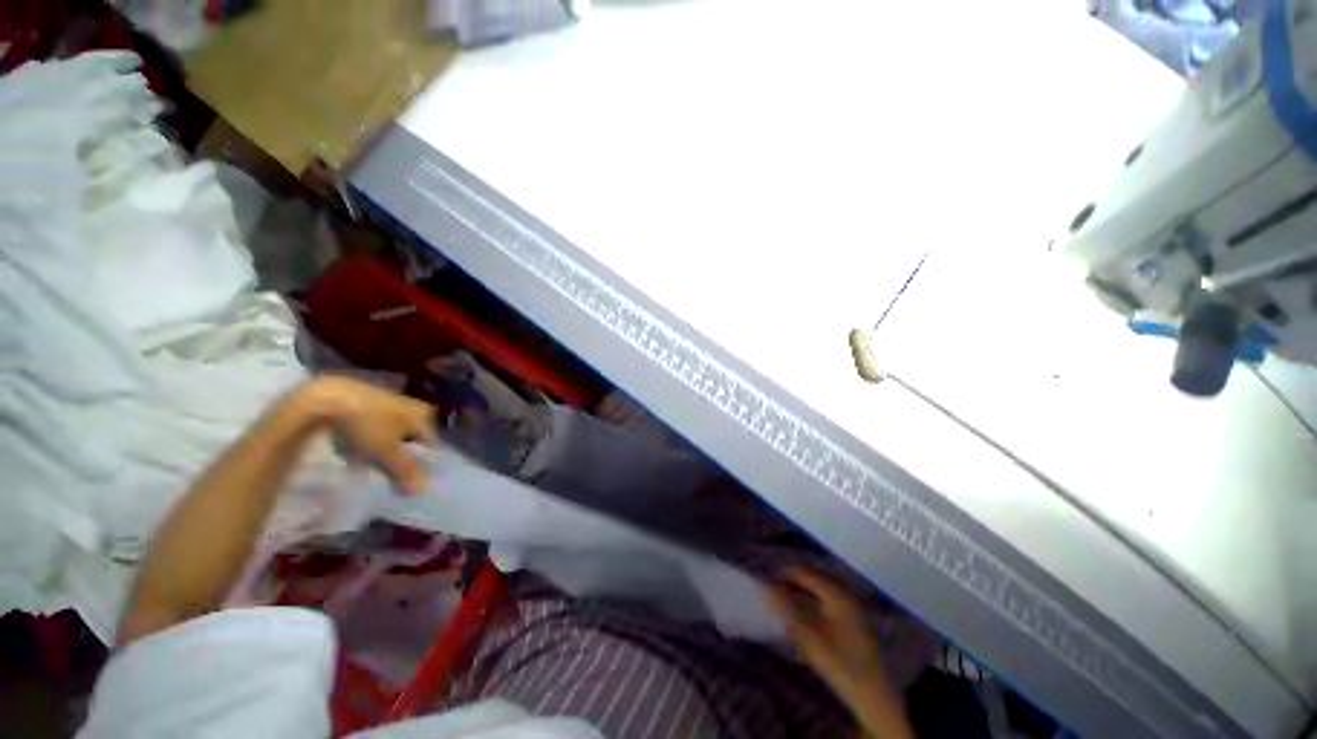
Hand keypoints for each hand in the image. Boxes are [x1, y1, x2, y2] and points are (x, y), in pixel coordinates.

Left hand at [296, 376, 438, 492]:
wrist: (327, 398)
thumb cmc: (367, 425)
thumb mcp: (387, 452)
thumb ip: (406, 471)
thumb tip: (422, 490)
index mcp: (424, 416)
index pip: (431, 444)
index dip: (421, 464)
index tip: (407, 479)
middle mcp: (414, 406)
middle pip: (412, 439)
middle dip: (402, 456)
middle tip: (388, 473)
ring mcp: (392, 402)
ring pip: (394, 432)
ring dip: (386, 448)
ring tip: (369, 463)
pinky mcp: (370, 401)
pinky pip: (377, 425)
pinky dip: (370, 437)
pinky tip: (355, 447)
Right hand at [767, 567, 914, 738]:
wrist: (873, 696)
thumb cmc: (840, 662)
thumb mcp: (810, 637)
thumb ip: (788, 612)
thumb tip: (767, 592)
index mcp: (838, 597)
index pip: (809, 576)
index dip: (789, 573)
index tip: (770, 574)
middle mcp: (847, 600)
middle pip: (817, 584)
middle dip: (796, 584)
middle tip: (775, 587)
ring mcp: (853, 615)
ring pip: (823, 597)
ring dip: (804, 596)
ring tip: (786, 600)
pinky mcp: (854, 630)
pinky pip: (829, 609)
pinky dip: (813, 608)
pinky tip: (804, 617)